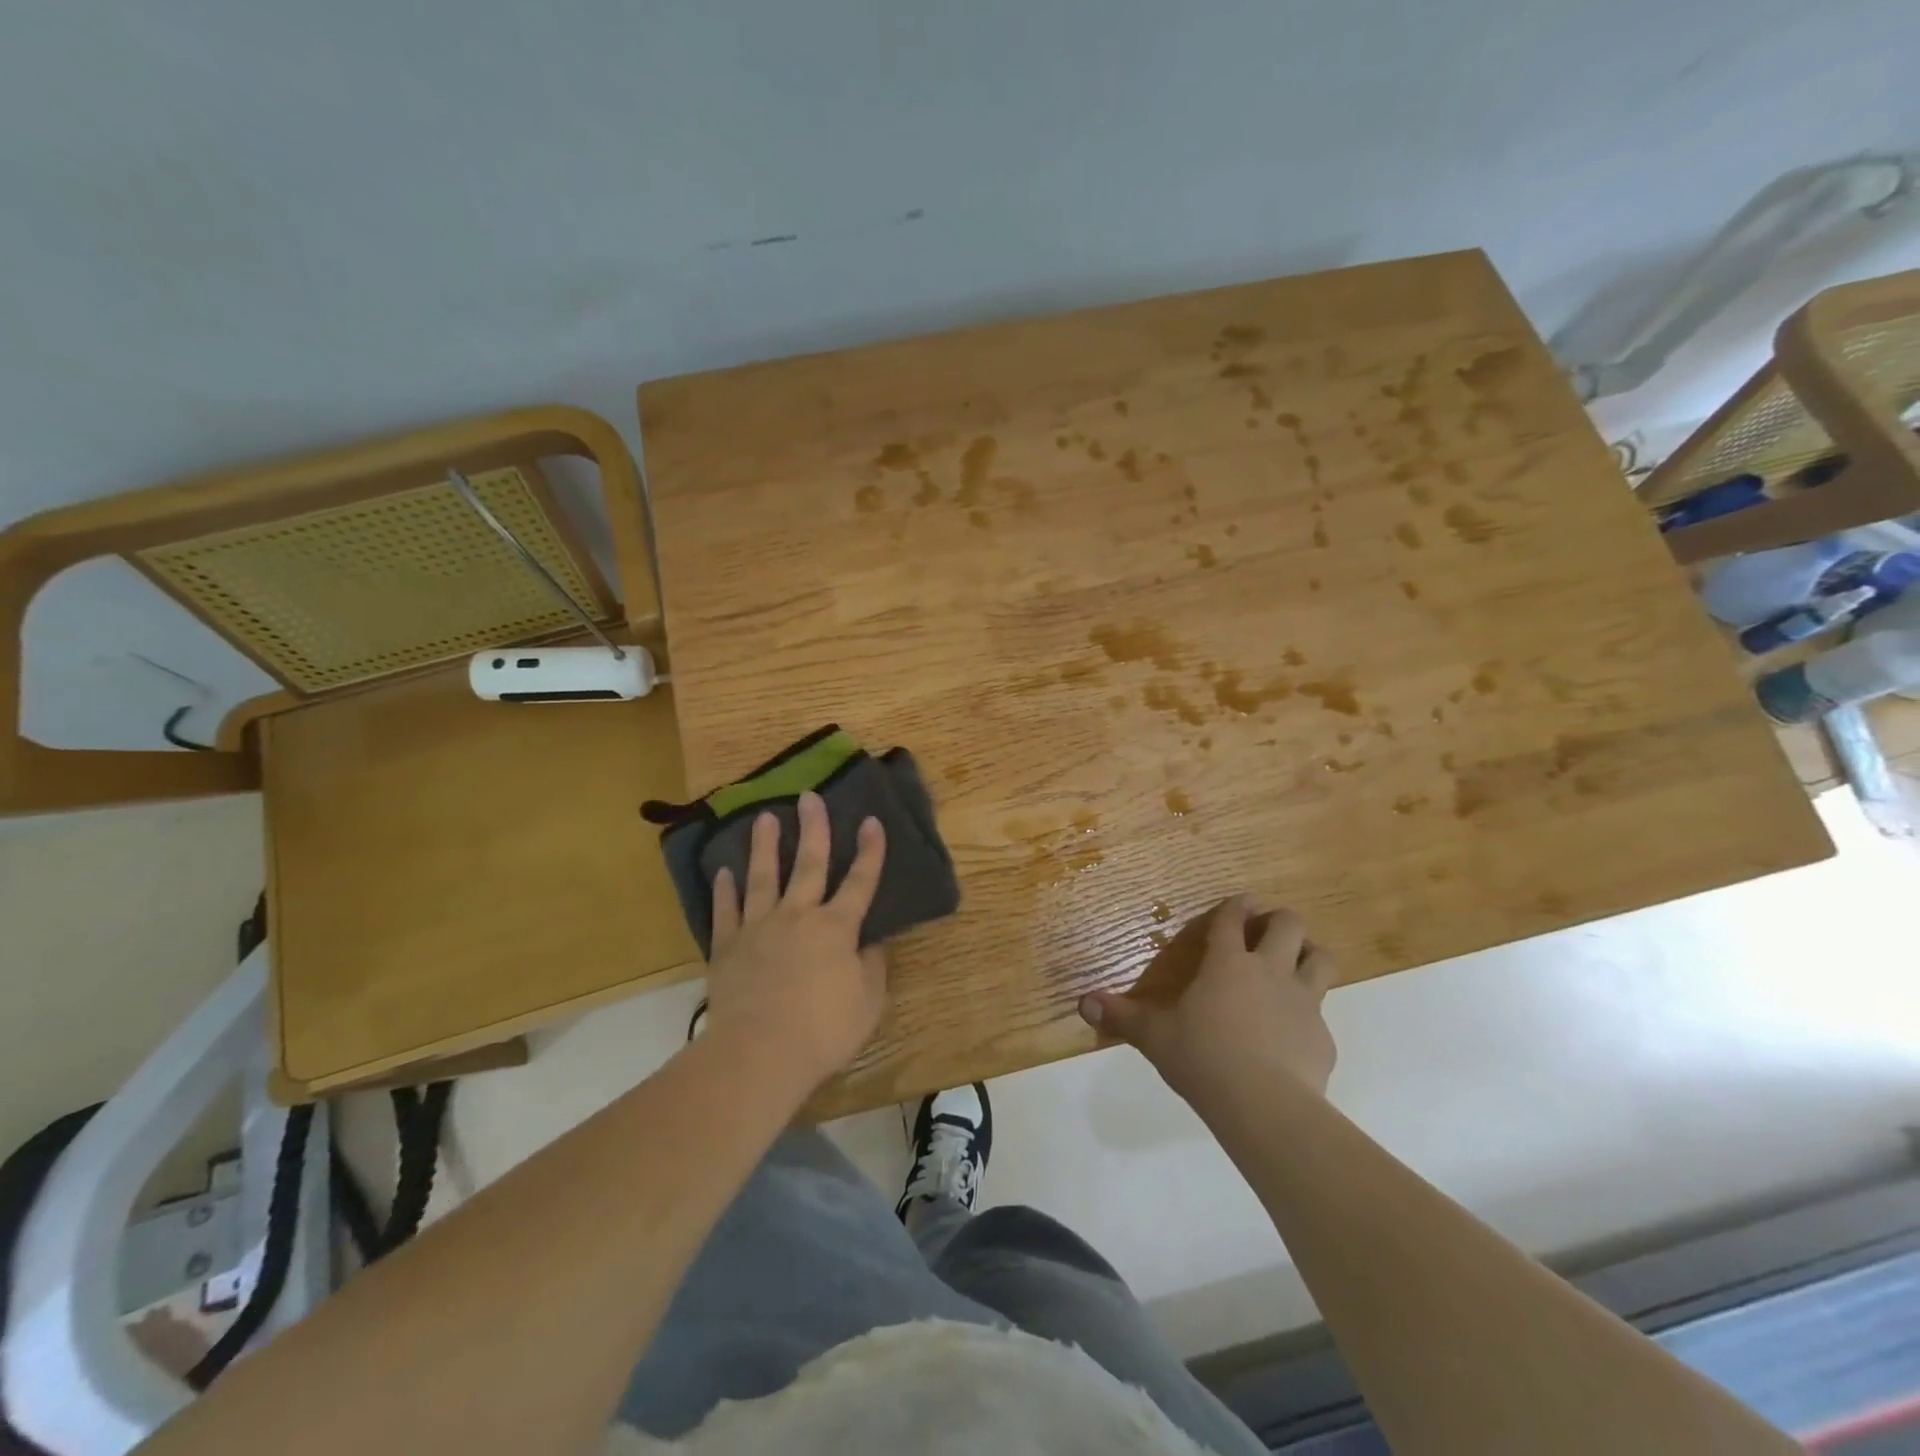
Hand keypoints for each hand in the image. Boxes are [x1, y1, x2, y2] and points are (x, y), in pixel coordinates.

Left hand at [704, 791, 888, 1092]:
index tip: (872, 821)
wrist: (759, 1053)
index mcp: (836, 928)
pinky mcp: (728, 947)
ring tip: (764, 818)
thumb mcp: (868, 1001)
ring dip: (765, 846)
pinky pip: (726, 911)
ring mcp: (759, 928)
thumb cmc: (823, 1030)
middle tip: (809, 797)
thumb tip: (871, 941)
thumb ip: (872, 966)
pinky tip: (724, 872)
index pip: (860, 882)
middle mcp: (798, 916)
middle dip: (813, 829)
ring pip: (763, 877)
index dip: (870, 852)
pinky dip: (725, 890)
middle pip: (809, 864)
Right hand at [1079, 897, 1336, 1105]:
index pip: (1232, 919)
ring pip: (1321, 958)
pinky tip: (1294, 1036)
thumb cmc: (1203, 1058)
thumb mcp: (1154, 1037)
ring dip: (1309, 954)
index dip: (1236, 906)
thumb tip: (1083, 1003)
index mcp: (1227, 964)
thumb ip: (1121, 1017)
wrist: (1264, 1106)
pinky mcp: (1323, 1037)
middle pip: (1289, 924)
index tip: (1241, 901)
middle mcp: (1269, 971)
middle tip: (1267, 931)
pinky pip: (1322, 1014)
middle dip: (1280, 920)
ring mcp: (1303, 1001)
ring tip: (1295, 965)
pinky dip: (1309, 1016)